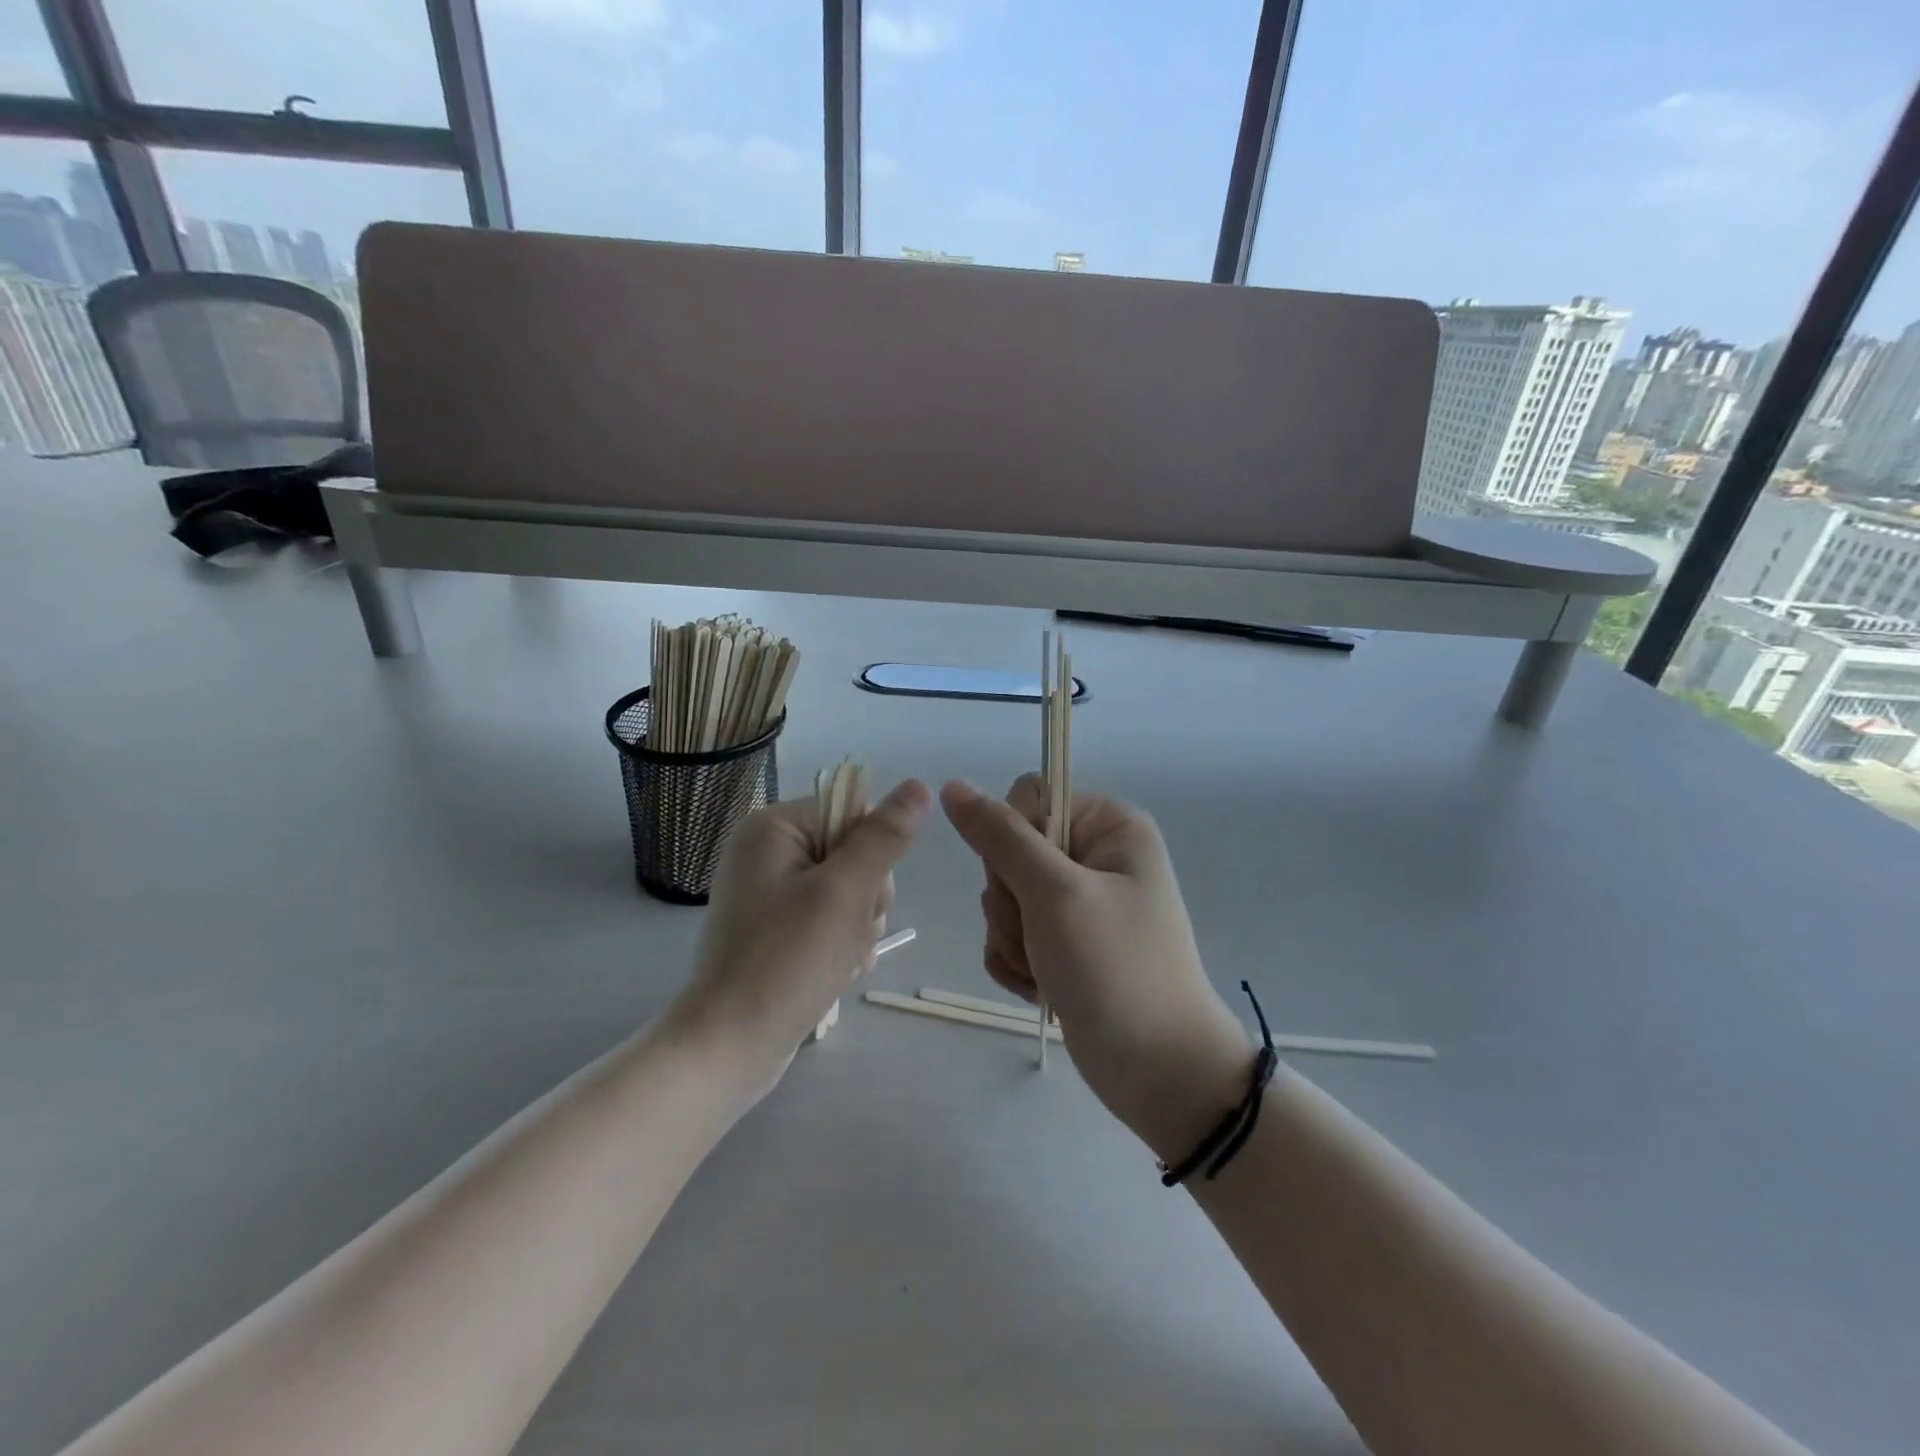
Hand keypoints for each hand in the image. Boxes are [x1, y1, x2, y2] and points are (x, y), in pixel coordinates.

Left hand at [678, 779, 930, 1091]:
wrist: (730, 1046)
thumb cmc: (787, 961)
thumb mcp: (845, 893)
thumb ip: (883, 837)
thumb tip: (918, 786)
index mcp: (774, 828)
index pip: (853, 813)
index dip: (873, 854)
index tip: (862, 896)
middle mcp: (767, 850)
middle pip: (854, 852)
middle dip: (866, 897)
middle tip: (848, 934)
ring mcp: (769, 890)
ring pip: (849, 889)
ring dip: (858, 925)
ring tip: (841, 960)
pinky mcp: (776, 926)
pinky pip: (829, 916)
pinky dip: (842, 941)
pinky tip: (837, 970)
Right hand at [940, 776, 1252, 1161]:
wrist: (1159, 1072)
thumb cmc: (1115, 970)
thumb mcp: (1055, 894)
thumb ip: (1000, 837)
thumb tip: (953, 786)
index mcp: (1108, 826)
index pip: (1028, 797)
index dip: (1011, 838)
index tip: (1028, 883)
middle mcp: (1094, 856)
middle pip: (1009, 850)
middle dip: (1010, 902)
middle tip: (1040, 937)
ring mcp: (1078, 903)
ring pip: (1004, 896)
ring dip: (1011, 938)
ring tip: (1044, 971)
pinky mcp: (1063, 943)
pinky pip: (1011, 932)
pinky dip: (1015, 961)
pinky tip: (1038, 988)